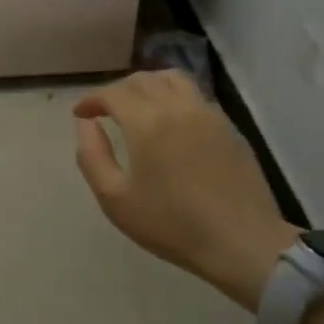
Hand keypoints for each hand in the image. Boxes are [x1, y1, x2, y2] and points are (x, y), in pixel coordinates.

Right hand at [73, 71, 295, 309]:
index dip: (92, 99)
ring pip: (173, 79)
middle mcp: (177, 107)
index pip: (113, 93)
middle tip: (105, 110)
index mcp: (147, 122)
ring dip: (148, 84)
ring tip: (138, 105)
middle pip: (142, 79)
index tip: (81, 114)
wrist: (242, 243)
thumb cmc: (172, 225)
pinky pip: (195, 96)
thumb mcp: (115, 199)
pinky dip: (174, 97)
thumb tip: (85, 125)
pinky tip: (171, 122)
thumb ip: (92, 156)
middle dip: (117, 90)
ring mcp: (208, 114)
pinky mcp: (228, 127)